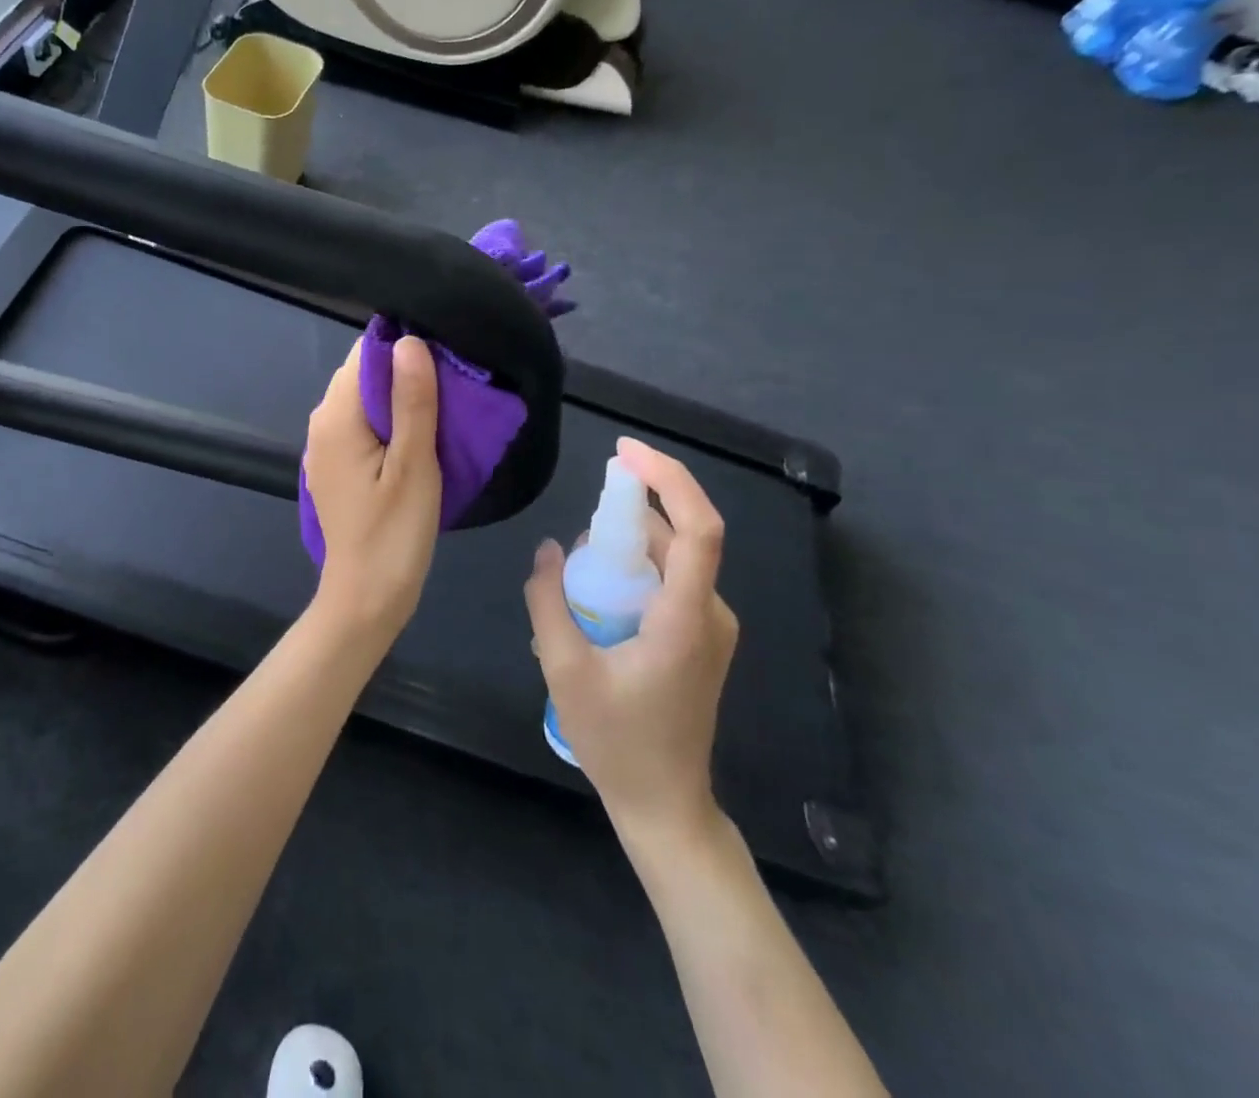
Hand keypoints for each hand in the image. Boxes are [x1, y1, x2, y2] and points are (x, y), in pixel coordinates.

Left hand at [304, 336, 441, 634]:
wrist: (365, 597)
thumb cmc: (394, 532)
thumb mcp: (414, 464)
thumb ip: (412, 401)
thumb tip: (410, 341)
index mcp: (337, 416)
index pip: (366, 354)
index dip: (404, 348)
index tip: (445, 357)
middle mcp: (321, 422)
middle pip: (363, 375)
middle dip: (403, 372)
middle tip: (451, 387)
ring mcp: (324, 447)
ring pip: (363, 401)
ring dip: (398, 399)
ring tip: (441, 410)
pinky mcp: (334, 466)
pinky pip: (360, 427)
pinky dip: (386, 423)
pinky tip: (415, 439)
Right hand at [524, 437, 736, 842]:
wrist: (666, 806)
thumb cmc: (617, 742)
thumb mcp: (565, 670)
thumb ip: (549, 602)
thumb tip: (548, 549)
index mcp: (684, 619)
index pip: (699, 529)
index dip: (669, 479)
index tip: (625, 453)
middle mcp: (709, 614)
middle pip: (679, 537)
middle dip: (629, 514)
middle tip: (579, 531)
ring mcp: (710, 627)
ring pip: (672, 559)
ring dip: (626, 546)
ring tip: (577, 571)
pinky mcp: (700, 639)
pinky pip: (669, 583)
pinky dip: (634, 571)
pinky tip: (595, 599)